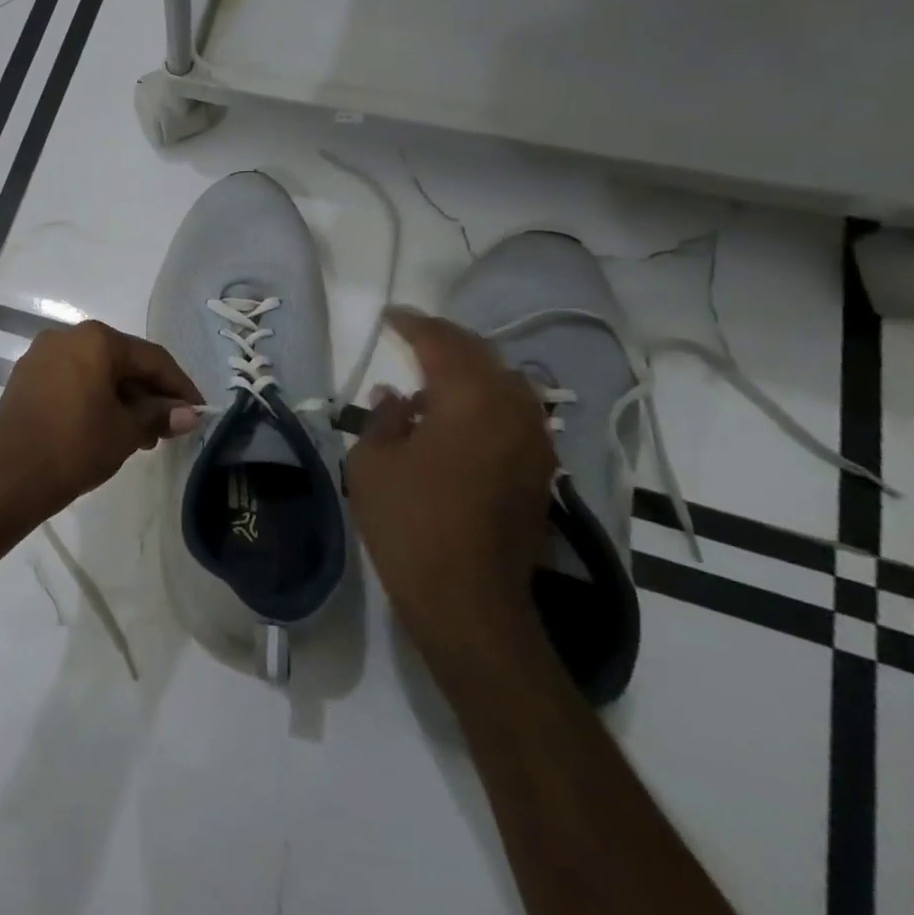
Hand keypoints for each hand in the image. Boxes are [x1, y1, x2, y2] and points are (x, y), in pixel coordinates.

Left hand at [0, 320, 201, 525]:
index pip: (151, 358)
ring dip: (123, 399)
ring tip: (141, 437)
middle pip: (122, 362)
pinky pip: (72, 381)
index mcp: (95, 340)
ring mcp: (41, 356)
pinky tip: (107, 427)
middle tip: (169, 428)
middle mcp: (66, 336)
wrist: (9, 478)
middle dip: (149, 394)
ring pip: (96, 372)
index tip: (199, 411)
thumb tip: (190, 414)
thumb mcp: (126, 432)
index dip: (180, 386)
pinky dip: (95, 398)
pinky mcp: (25, 378)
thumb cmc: (75, 447)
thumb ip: (160, 415)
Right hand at [347, 307, 555, 676]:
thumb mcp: (373, 463)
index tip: (390, 315)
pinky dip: (486, 399)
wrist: (469, 599)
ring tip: (435, 369)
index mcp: (470, 399)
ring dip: (470, 369)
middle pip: (482, 356)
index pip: (442, 343)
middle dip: (446, 340)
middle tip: (413, 333)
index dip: (413, 324)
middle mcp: (513, 410)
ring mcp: (534, 441)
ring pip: (505, 383)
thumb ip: (384, 417)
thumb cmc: (410, 524)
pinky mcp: (540, 471)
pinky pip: (514, 413)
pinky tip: (458, 414)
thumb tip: (397, 394)